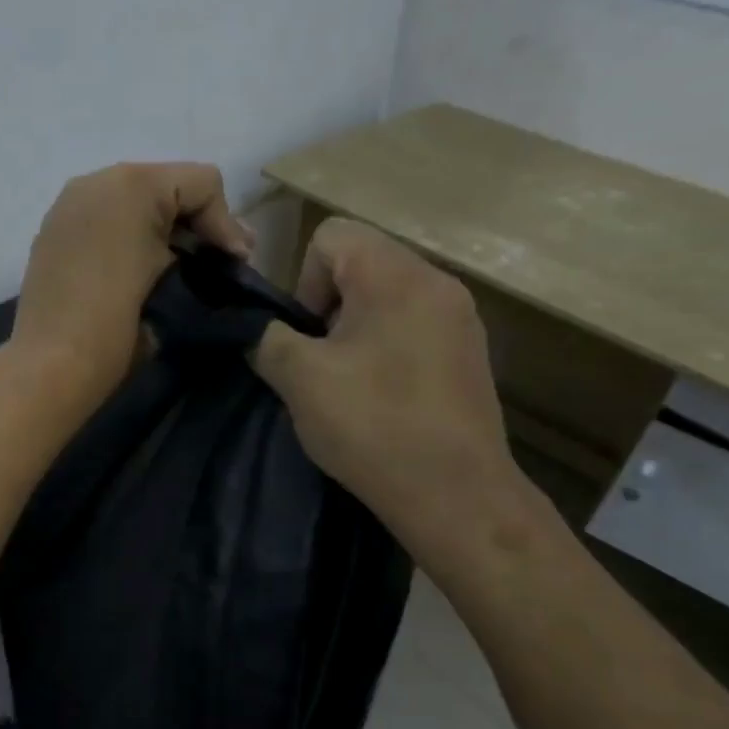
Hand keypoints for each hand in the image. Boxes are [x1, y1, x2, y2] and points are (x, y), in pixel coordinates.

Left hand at [11, 162, 253, 404]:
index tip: (235, 264)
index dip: (226, 223)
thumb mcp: (173, 281)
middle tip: (221, 262)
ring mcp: (69, 206)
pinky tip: (139, 271)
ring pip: (134, 202)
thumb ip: (201, 253)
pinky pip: (105, 220)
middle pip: (167, 187)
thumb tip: (222, 252)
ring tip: (182, 267)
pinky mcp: (53, 233)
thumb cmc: (118, 325)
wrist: (52, 365)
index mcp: (132, 185)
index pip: (202, 184)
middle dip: (197, 223)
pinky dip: (129, 237)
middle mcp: (96, 182)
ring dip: (163, 230)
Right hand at [251, 218, 528, 564]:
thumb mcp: (299, 379)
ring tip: (350, 383)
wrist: (454, 492)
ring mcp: (461, 318)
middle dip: (329, 307)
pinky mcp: (470, 353)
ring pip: (388, 298)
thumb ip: (267, 339)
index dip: (304, 281)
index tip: (307, 336)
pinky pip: (415, 327)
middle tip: (322, 363)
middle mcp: (437, 282)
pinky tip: (384, 398)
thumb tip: (257, 330)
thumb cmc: (372, 425)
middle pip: (363, 264)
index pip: (332, 235)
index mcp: (396, 276)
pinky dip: (388, 348)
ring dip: (357, 330)